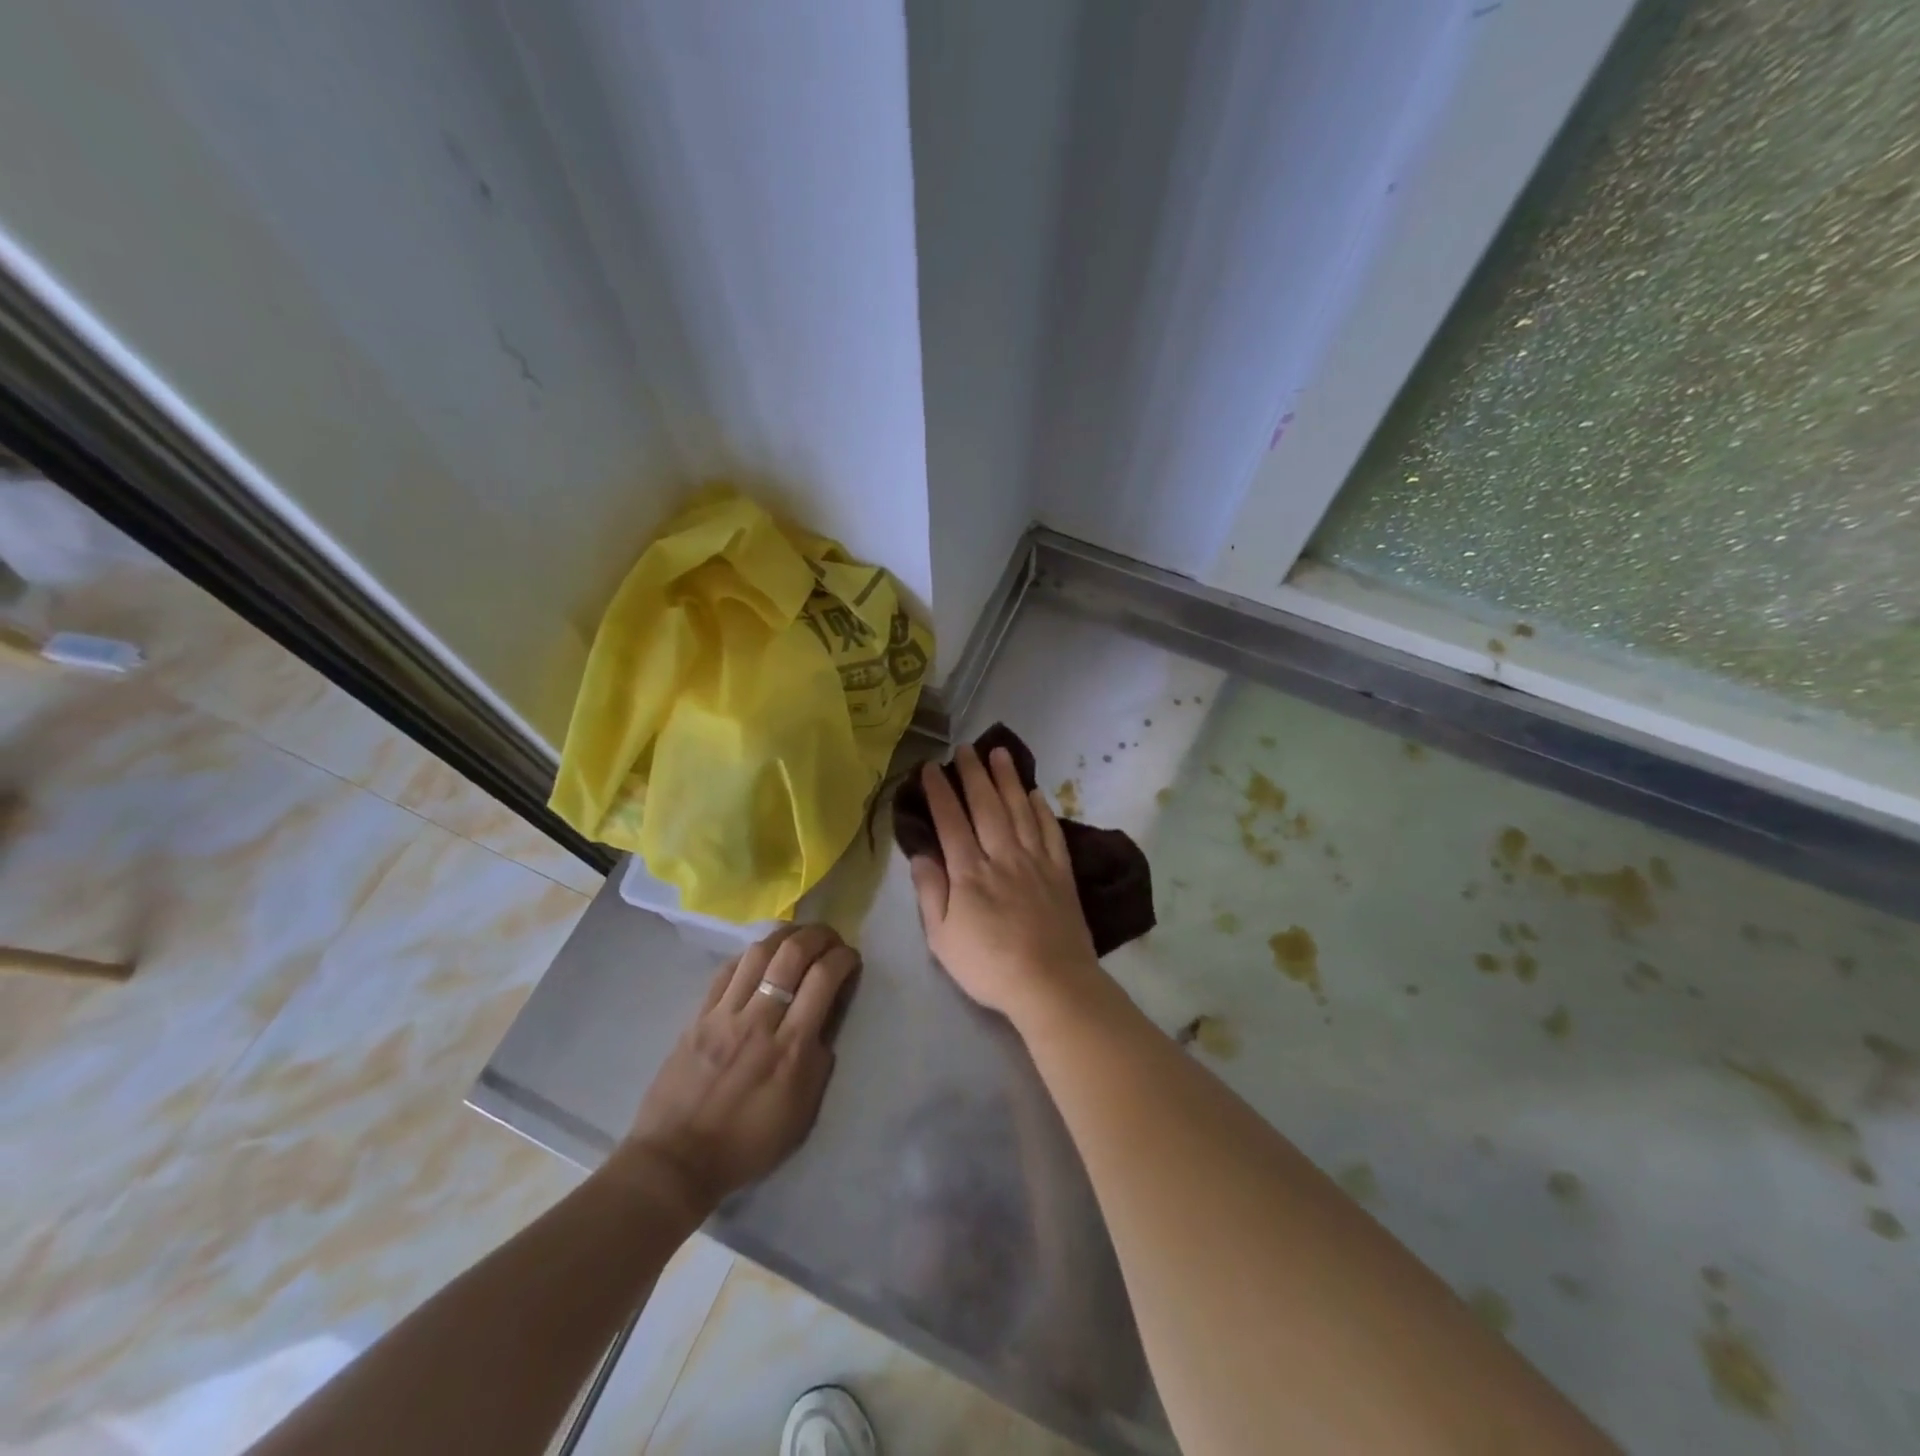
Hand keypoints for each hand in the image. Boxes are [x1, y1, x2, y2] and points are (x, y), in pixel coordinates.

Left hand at [619, 924, 858, 1220]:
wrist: (677, 1160)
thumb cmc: (747, 1143)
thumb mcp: (802, 1112)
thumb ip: (818, 1060)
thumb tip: (827, 1020)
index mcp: (791, 1047)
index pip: (824, 979)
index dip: (844, 958)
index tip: (851, 958)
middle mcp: (760, 1020)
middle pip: (792, 954)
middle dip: (818, 935)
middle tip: (830, 938)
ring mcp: (725, 1014)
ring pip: (758, 953)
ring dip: (785, 936)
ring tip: (798, 938)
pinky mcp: (699, 1015)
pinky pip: (727, 970)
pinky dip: (750, 955)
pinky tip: (760, 958)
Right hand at [909, 745, 1104, 1034]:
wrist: (1051, 983)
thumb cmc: (989, 966)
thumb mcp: (943, 938)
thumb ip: (931, 893)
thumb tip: (920, 855)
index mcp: (969, 872)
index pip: (951, 821)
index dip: (940, 791)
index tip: (931, 767)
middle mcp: (1002, 856)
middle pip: (986, 806)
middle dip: (974, 774)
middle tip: (966, 748)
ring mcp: (1035, 861)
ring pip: (1019, 809)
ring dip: (1008, 779)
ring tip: (1000, 753)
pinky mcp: (1060, 872)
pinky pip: (1050, 831)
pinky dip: (1042, 809)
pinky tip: (1036, 793)